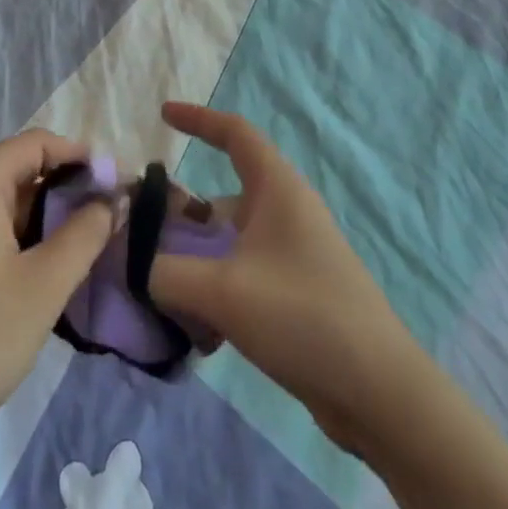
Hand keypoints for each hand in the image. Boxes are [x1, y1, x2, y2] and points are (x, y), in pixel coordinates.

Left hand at [0, 130, 119, 471]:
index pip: (36, 143)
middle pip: (19, 167)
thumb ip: (85, 234)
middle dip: (66, 185)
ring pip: (3, 199)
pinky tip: (44, 265)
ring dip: (45, 212)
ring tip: (85, 241)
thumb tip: (114, 199)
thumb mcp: (44, 287)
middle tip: (108, 216)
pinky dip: (20, 232)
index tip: (116, 184)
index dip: (80, 155)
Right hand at [148, 102, 420, 453]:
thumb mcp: (223, 290)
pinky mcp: (294, 293)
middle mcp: (285, 213)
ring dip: (193, 264)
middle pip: (220, 199)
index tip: (162, 115)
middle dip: (179, 218)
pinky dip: (214, 292)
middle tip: (138, 242)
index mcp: (277, 190)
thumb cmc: (303, 316)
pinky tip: (196, 334)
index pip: (235, 134)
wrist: (379, 392)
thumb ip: (164, 272)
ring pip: (227, 244)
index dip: (198, 119)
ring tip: (159, 296)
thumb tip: (129, 263)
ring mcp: (292, 254)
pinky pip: (241, 277)